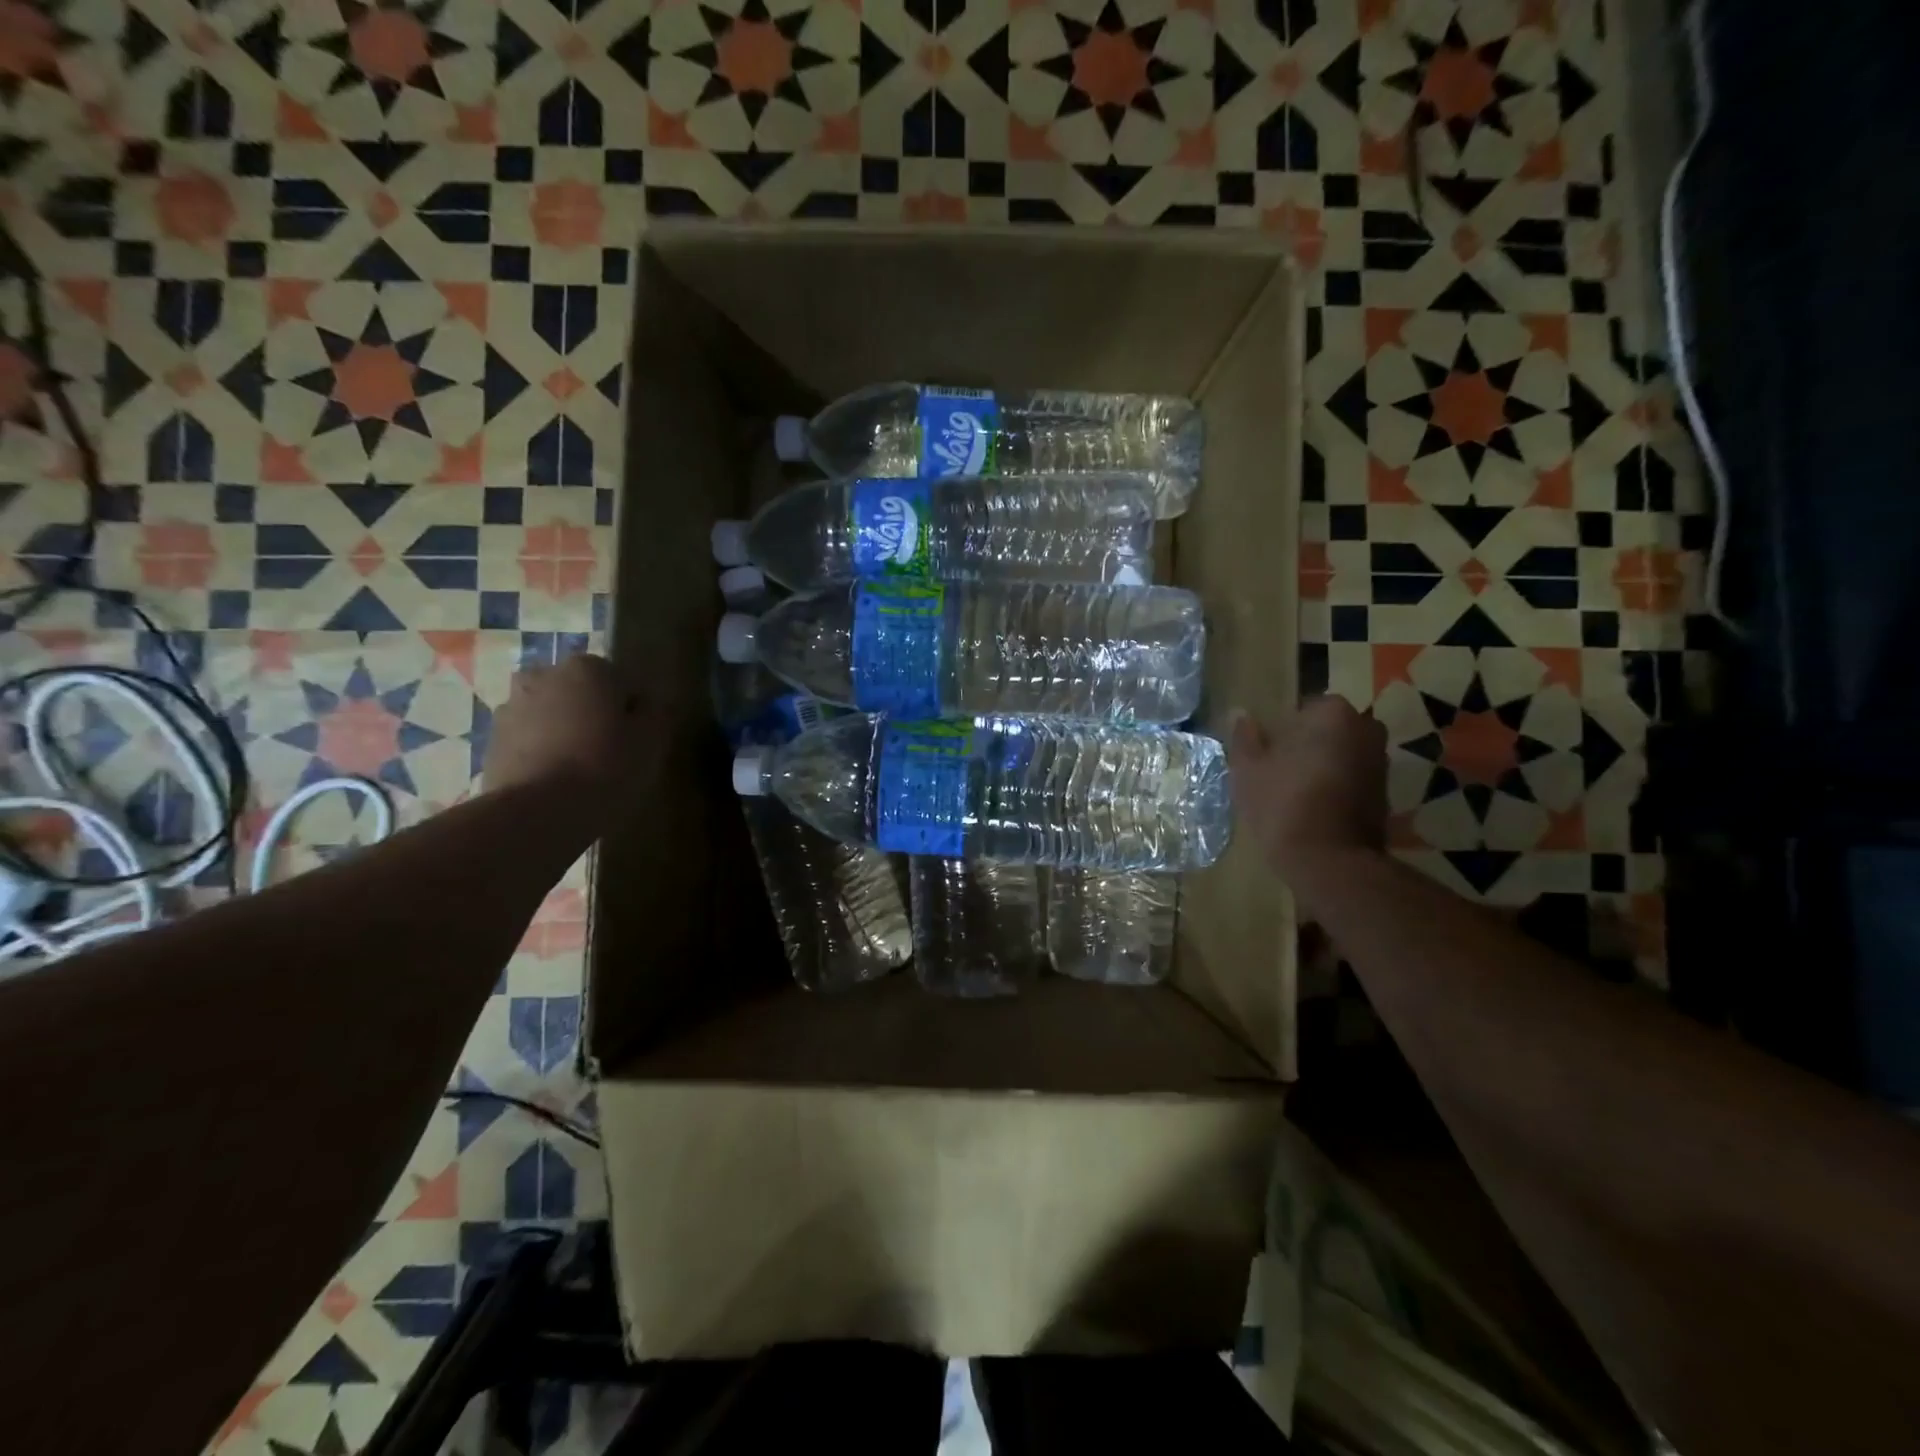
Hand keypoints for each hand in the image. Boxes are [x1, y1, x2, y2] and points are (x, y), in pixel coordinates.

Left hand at [483, 654, 652, 817]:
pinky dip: (541, 752)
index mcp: (587, 668)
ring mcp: (511, 707)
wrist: (536, 812)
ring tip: (580, 771)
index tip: (639, 739)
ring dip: (564, 731)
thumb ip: (657, 712)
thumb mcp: (652, 741)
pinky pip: (528, 740)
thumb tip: (652, 703)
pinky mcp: (491, 741)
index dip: (633, 711)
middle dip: (593, 714)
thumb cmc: (605, 767)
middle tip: (610, 752)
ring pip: (551, 714)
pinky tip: (555, 782)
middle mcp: (543, 676)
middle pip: (581, 693)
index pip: (622, 681)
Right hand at [1229, 696, 1387, 881]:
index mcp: (1333, 713)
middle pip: (1329, 729)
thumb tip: (1240, 714)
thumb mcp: (1248, 770)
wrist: (1330, 860)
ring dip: (1324, 766)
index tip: (1268, 751)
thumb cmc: (1283, 803)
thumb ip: (1244, 737)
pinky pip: (1354, 779)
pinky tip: (1314, 808)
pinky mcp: (1386, 793)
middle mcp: (1366, 728)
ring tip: (1295, 791)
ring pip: (1343, 754)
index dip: (1284, 728)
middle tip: (1279, 769)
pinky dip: (1337, 787)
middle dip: (1308, 744)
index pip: (1305, 707)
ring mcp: (1380, 762)